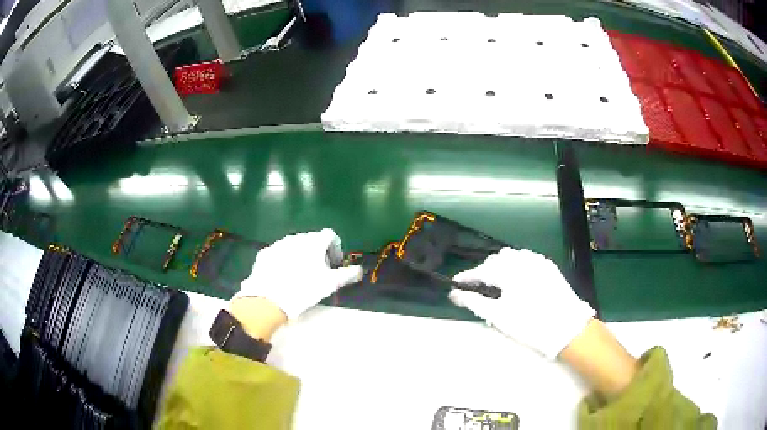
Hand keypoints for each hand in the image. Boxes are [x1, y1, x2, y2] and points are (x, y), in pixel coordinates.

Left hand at [236, 229, 362, 319]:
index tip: (334, 264)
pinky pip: (279, 253)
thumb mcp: (330, 284)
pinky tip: (283, 276)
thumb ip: (348, 274)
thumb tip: (360, 271)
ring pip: (294, 245)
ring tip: (300, 275)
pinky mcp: (265, 253)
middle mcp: (296, 238)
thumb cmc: (304, 289)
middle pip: (312, 240)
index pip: (330, 235)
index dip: (335, 248)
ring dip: (301, 255)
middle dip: (318, 253)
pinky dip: (284, 260)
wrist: (269, 299)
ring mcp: (278, 244)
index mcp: (314, 242)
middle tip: (319, 272)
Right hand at [449, 247, 594, 358]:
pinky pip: (528, 258)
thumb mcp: (498, 316)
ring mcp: (538, 262)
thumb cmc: (529, 324)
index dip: (467, 276)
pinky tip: (518, 277)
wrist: (566, 327)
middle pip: (496, 259)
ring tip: (498, 282)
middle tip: (478, 286)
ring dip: (501, 265)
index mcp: (508, 272)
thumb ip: (474, 302)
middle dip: (485, 270)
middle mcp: (522, 261)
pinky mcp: (549, 267)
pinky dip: (518, 264)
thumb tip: (454, 295)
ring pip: (513, 256)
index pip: (481, 270)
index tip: (456, 283)